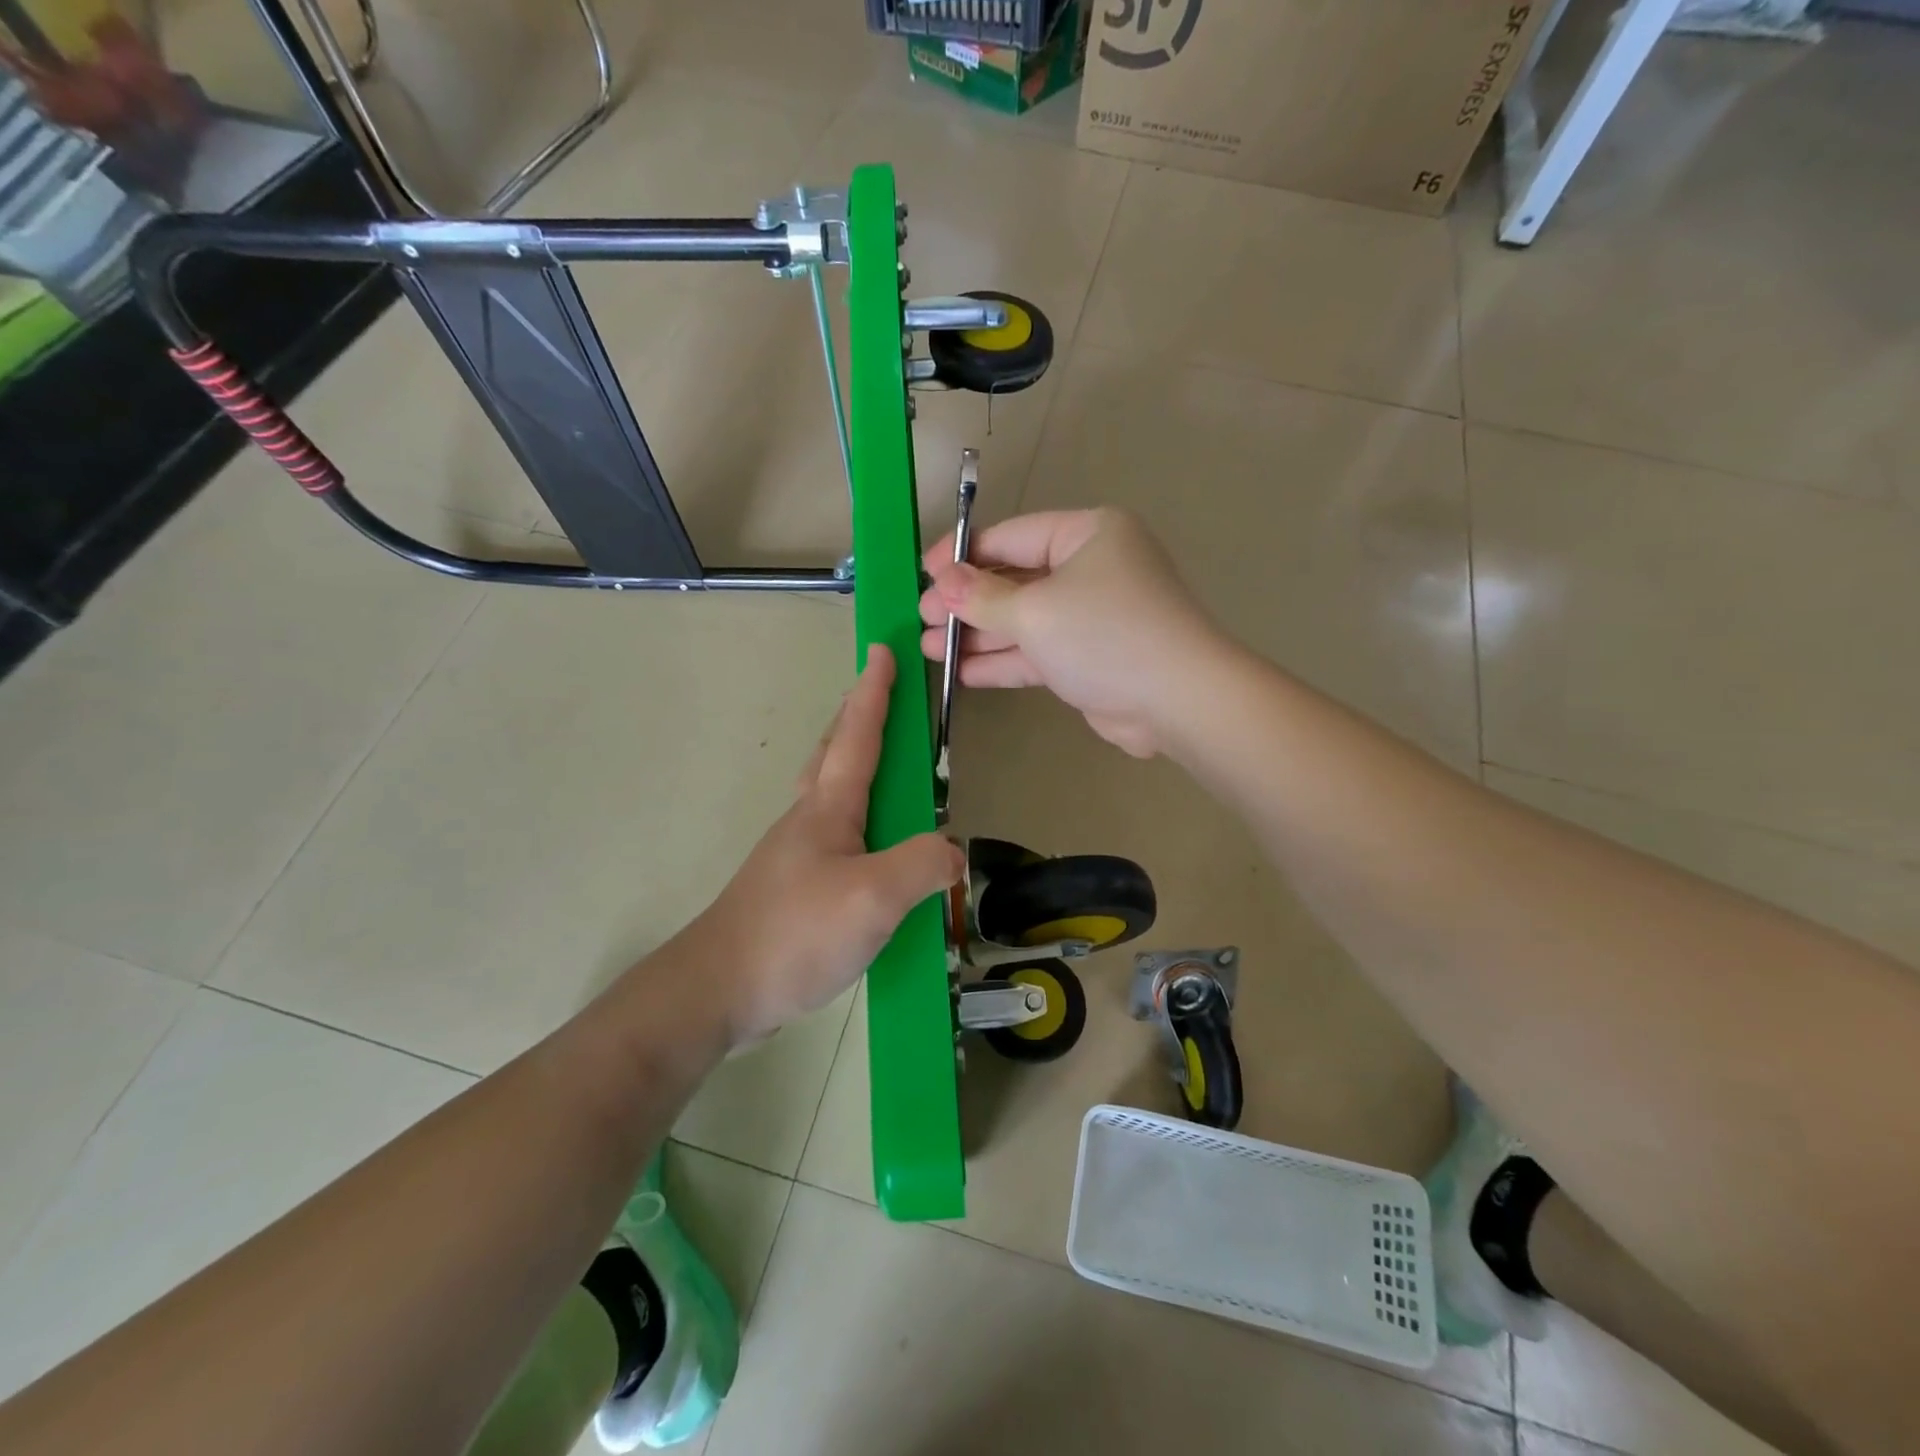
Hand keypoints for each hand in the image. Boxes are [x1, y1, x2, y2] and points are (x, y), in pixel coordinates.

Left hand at [677, 646, 962, 1045]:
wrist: (719, 988)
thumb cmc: (795, 931)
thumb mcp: (874, 897)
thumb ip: (923, 866)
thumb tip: (952, 852)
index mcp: (829, 808)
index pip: (858, 734)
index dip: (875, 692)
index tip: (883, 650)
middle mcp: (809, 819)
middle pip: (834, 752)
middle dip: (856, 717)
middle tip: (878, 694)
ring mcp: (797, 854)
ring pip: (830, 791)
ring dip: (853, 761)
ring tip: (884, 765)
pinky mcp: (795, 886)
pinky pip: (834, 833)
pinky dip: (856, 816)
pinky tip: (870, 846)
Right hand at [919, 508, 1226, 757]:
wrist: (1177, 701)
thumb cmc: (1105, 635)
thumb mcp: (1036, 611)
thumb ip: (983, 597)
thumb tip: (942, 581)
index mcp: (1087, 534)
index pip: (1010, 537)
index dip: (962, 555)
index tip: (922, 575)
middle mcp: (1090, 568)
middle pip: (1014, 580)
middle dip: (965, 602)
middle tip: (920, 620)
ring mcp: (1089, 616)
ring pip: (1023, 620)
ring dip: (977, 634)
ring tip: (927, 648)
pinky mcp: (1088, 658)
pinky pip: (1037, 652)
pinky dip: (1002, 661)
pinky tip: (961, 671)